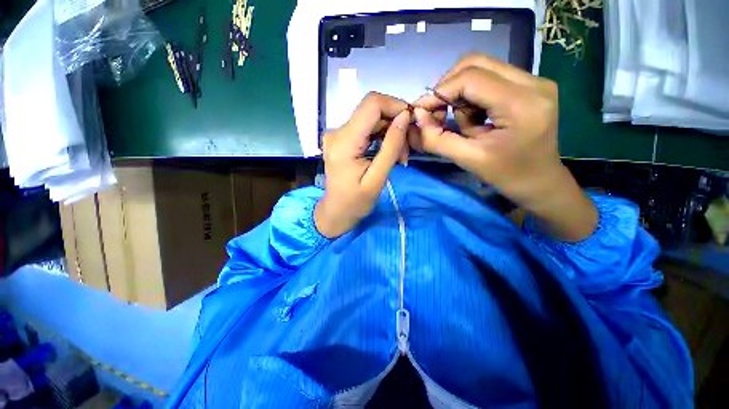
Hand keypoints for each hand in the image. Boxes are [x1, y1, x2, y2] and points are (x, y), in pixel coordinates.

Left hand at [315, 92, 410, 237]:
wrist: (337, 211)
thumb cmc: (356, 202)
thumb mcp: (377, 179)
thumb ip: (391, 147)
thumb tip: (405, 117)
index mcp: (344, 142)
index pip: (372, 104)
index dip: (395, 106)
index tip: (411, 124)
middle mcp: (337, 131)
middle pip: (372, 110)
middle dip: (395, 124)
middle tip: (406, 150)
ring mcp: (338, 134)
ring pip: (371, 118)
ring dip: (390, 132)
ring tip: (399, 155)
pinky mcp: (341, 138)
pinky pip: (366, 127)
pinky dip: (381, 136)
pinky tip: (388, 152)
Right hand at [412, 54, 596, 241]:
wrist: (539, 181)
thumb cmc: (506, 175)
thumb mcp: (467, 160)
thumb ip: (437, 139)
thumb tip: (417, 115)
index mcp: (521, 104)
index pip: (470, 78)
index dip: (440, 91)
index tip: (422, 110)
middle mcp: (533, 82)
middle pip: (476, 63)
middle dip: (449, 87)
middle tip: (439, 113)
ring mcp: (535, 81)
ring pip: (482, 68)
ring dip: (462, 93)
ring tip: (465, 122)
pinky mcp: (532, 85)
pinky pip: (491, 78)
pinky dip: (474, 95)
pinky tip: (477, 116)